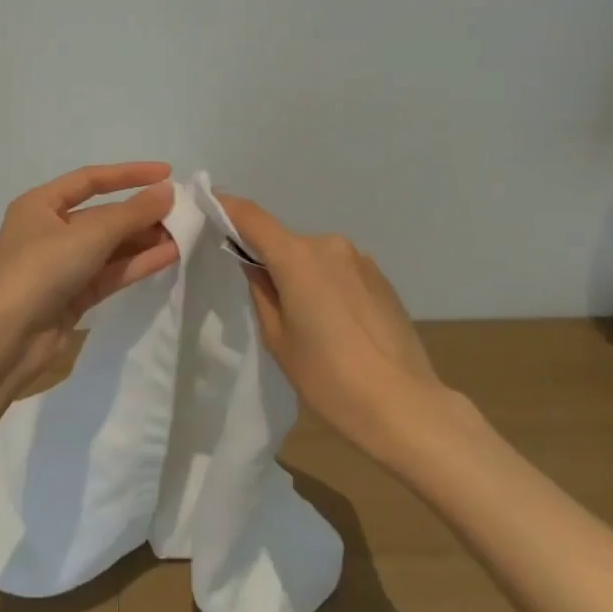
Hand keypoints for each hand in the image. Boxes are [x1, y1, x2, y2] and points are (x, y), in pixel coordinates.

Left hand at [0, 163, 179, 396]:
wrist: (6, 339)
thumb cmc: (41, 269)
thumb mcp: (90, 234)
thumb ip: (132, 213)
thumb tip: (168, 191)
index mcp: (40, 204)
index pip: (90, 179)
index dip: (129, 174)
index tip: (166, 173)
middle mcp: (49, 231)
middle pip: (103, 215)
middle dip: (140, 213)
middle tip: (181, 212)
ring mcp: (61, 265)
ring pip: (109, 246)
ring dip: (144, 239)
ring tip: (183, 234)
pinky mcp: (73, 296)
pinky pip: (110, 272)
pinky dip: (137, 263)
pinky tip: (169, 256)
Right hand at [221, 195, 444, 461]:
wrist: (404, 405)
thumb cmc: (329, 377)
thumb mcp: (279, 339)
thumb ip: (261, 292)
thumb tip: (255, 264)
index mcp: (297, 257)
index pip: (251, 217)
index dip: (226, 207)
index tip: (208, 206)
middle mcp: (329, 245)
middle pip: (285, 242)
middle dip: (270, 260)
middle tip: (266, 301)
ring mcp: (360, 259)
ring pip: (314, 257)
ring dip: (302, 275)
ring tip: (309, 323)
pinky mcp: (381, 277)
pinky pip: (339, 270)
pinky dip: (328, 285)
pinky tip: (338, 325)